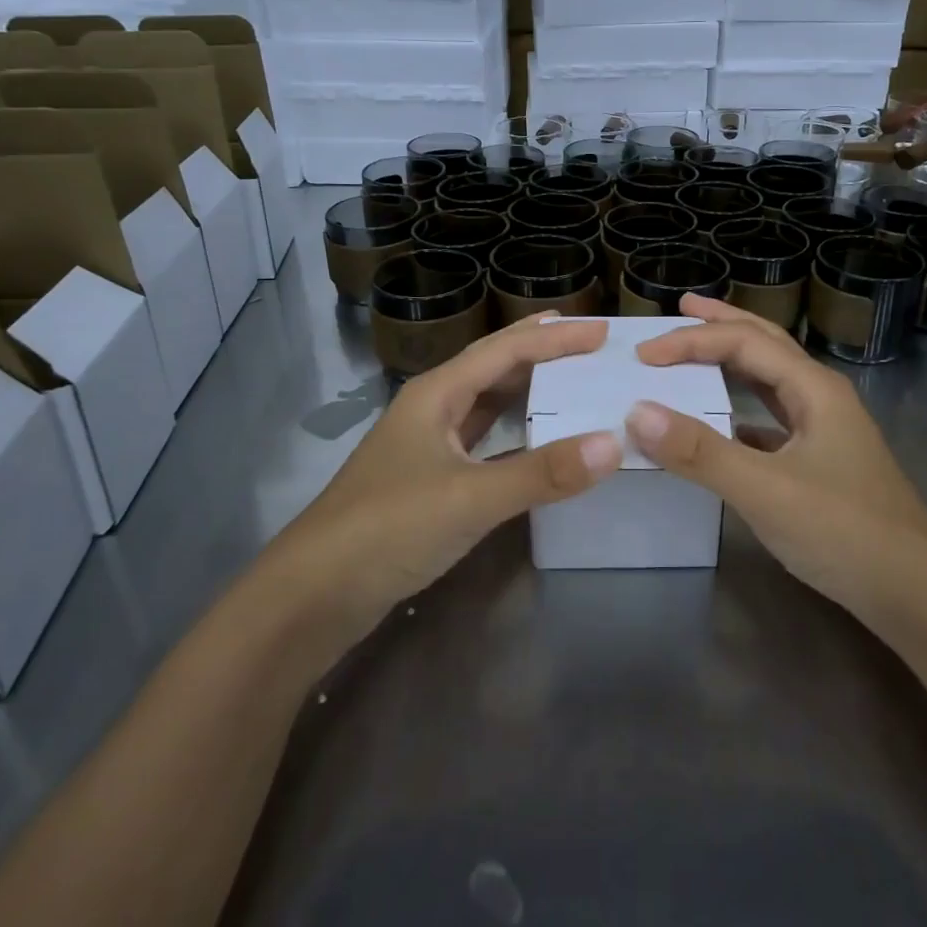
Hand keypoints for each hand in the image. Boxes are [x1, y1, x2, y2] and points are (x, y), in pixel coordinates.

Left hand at [278, 314, 623, 650]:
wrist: (313, 594)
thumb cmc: (388, 528)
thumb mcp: (470, 497)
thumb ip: (541, 473)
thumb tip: (613, 443)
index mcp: (436, 393)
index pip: (506, 350)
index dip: (555, 338)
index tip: (602, 332)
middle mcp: (432, 408)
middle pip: (494, 366)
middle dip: (541, 350)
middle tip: (589, 343)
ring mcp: (428, 445)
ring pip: (486, 402)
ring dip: (527, 388)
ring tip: (570, 379)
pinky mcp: (429, 480)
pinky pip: (482, 440)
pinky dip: (514, 432)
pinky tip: (536, 439)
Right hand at [628, 295, 926, 636]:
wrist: (918, 595)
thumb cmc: (845, 531)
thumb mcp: (765, 490)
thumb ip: (700, 452)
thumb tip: (636, 412)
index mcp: (813, 388)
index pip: (743, 342)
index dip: (691, 341)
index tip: (645, 354)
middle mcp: (821, 397)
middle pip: (765, 343)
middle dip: (722, 323)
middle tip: (681, 306)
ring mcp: (824, 431)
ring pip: (770, 379)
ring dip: (732, 360)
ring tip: (697, 350)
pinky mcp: (820, 463)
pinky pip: (772, 418)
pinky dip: (740, 407)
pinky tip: (723, 421)